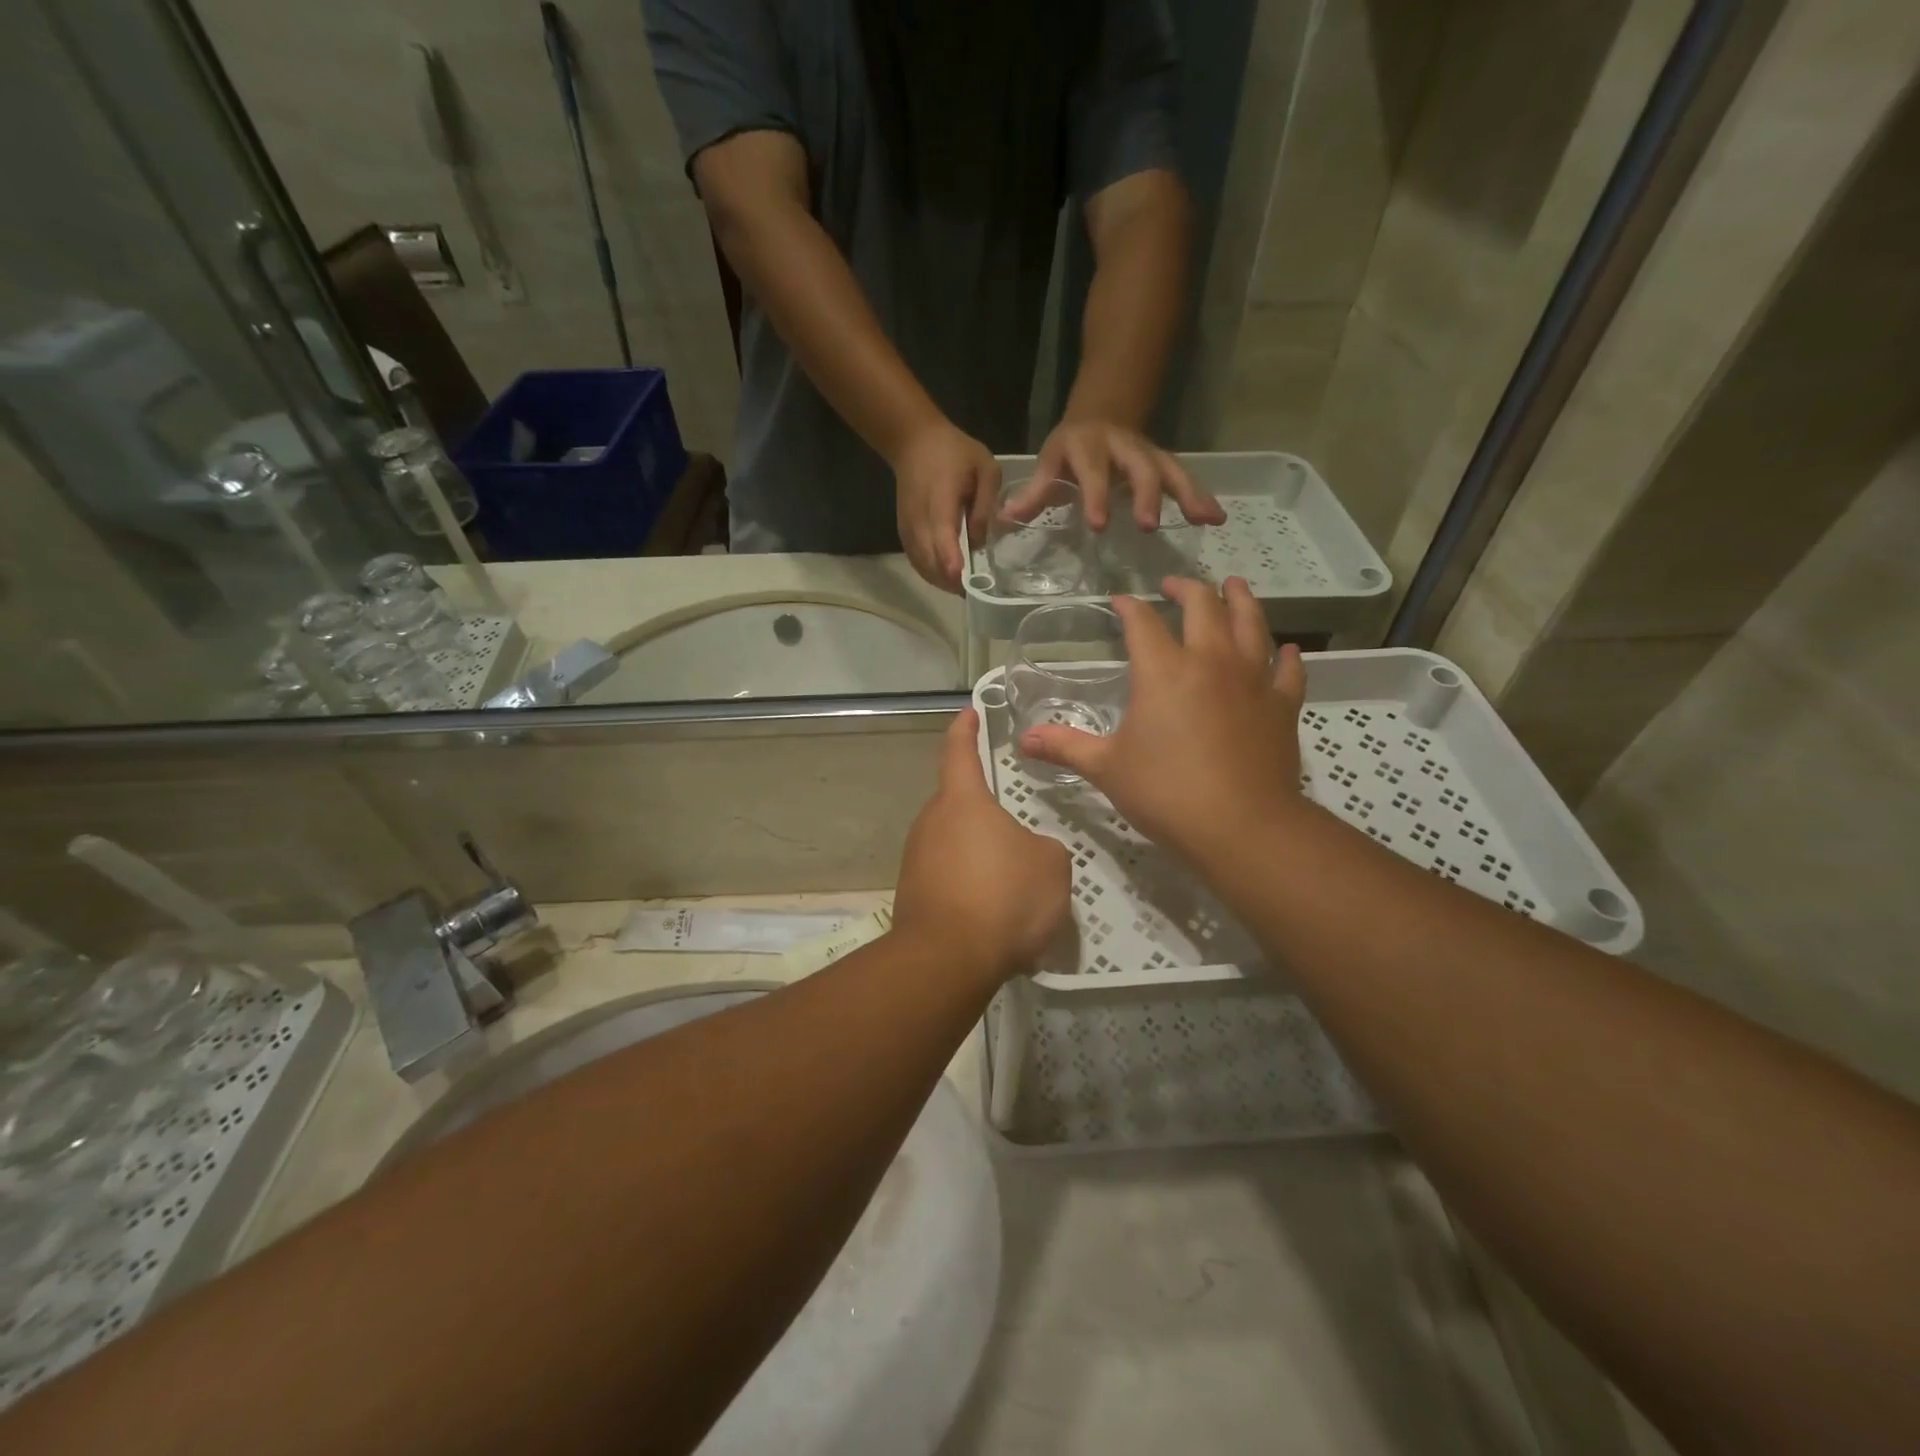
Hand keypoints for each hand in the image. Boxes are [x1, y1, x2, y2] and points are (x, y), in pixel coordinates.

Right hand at [892, 420, 999, 590]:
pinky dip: (931, 573)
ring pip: (921, 564)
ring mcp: (908, 527)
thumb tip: (979, 542)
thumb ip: (986, 505)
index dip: (950, 558)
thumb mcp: (985, 468)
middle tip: (975, 591)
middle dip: (951, 580)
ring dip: (941, 580)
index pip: (941, 535)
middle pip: (929, 558)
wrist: (913, 442)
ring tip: (964, 588)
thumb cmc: (954, 452)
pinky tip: (948, 578)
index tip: (961, 578)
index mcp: (940, 499)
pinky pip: (916, 560)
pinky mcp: (904, 532)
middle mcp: (919, 518)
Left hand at [892, 709, 1072, 982]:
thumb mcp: (1051, 866)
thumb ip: (1043, 847)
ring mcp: (916, 859)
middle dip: (984, 812)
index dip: (965, 729)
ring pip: (953, 844)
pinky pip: (947, 877)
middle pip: (958, 804)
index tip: (969, 713)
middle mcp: (931, 822)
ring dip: (978, 854)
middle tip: (1016, 830)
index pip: (959, 751)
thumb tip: (1028, 853)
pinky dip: (968, 886)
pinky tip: (990, 913)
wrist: (947, 960)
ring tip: (1011, 882)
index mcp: (963, 801)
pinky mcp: (912, 894)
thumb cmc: (1003, 897)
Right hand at [1019, 577, 1307, 868]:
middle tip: (1175, 584)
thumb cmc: (1165, 793)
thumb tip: (1023, 740)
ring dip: (1241, 600)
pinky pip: (1288, 671)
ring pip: (1251, 623)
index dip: (1129, 607)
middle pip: (1203, 606)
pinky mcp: (1281, 705)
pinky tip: (1286, 650)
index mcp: (1163, 671)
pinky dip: (1286, 656)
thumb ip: (1066, 747)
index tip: (1119, 601)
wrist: (1241, 826)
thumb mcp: (1106, 769)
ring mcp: (1252, 680)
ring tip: (1234, 586)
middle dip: (1187, 589)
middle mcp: (1210, 661)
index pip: (1142, 622)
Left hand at [1034, 419, 1224, 531]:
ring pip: (1169, 469)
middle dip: (1146, 494)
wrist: (1101, 413)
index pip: (1092, 471)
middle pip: (1138, 467)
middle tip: (1148, 525)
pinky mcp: (1164, 461)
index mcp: (1088, 448)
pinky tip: (1216, 518)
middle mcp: (1122, 446)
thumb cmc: (1070, 449)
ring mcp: (1147, 452)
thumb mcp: (1050, 463)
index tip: (1100, 524)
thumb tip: (1007, 517)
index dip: (1096, 495)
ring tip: (1203, 518)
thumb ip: (1035, 492)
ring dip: (1187, 494)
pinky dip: (1201, 496)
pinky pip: (1184, 478)